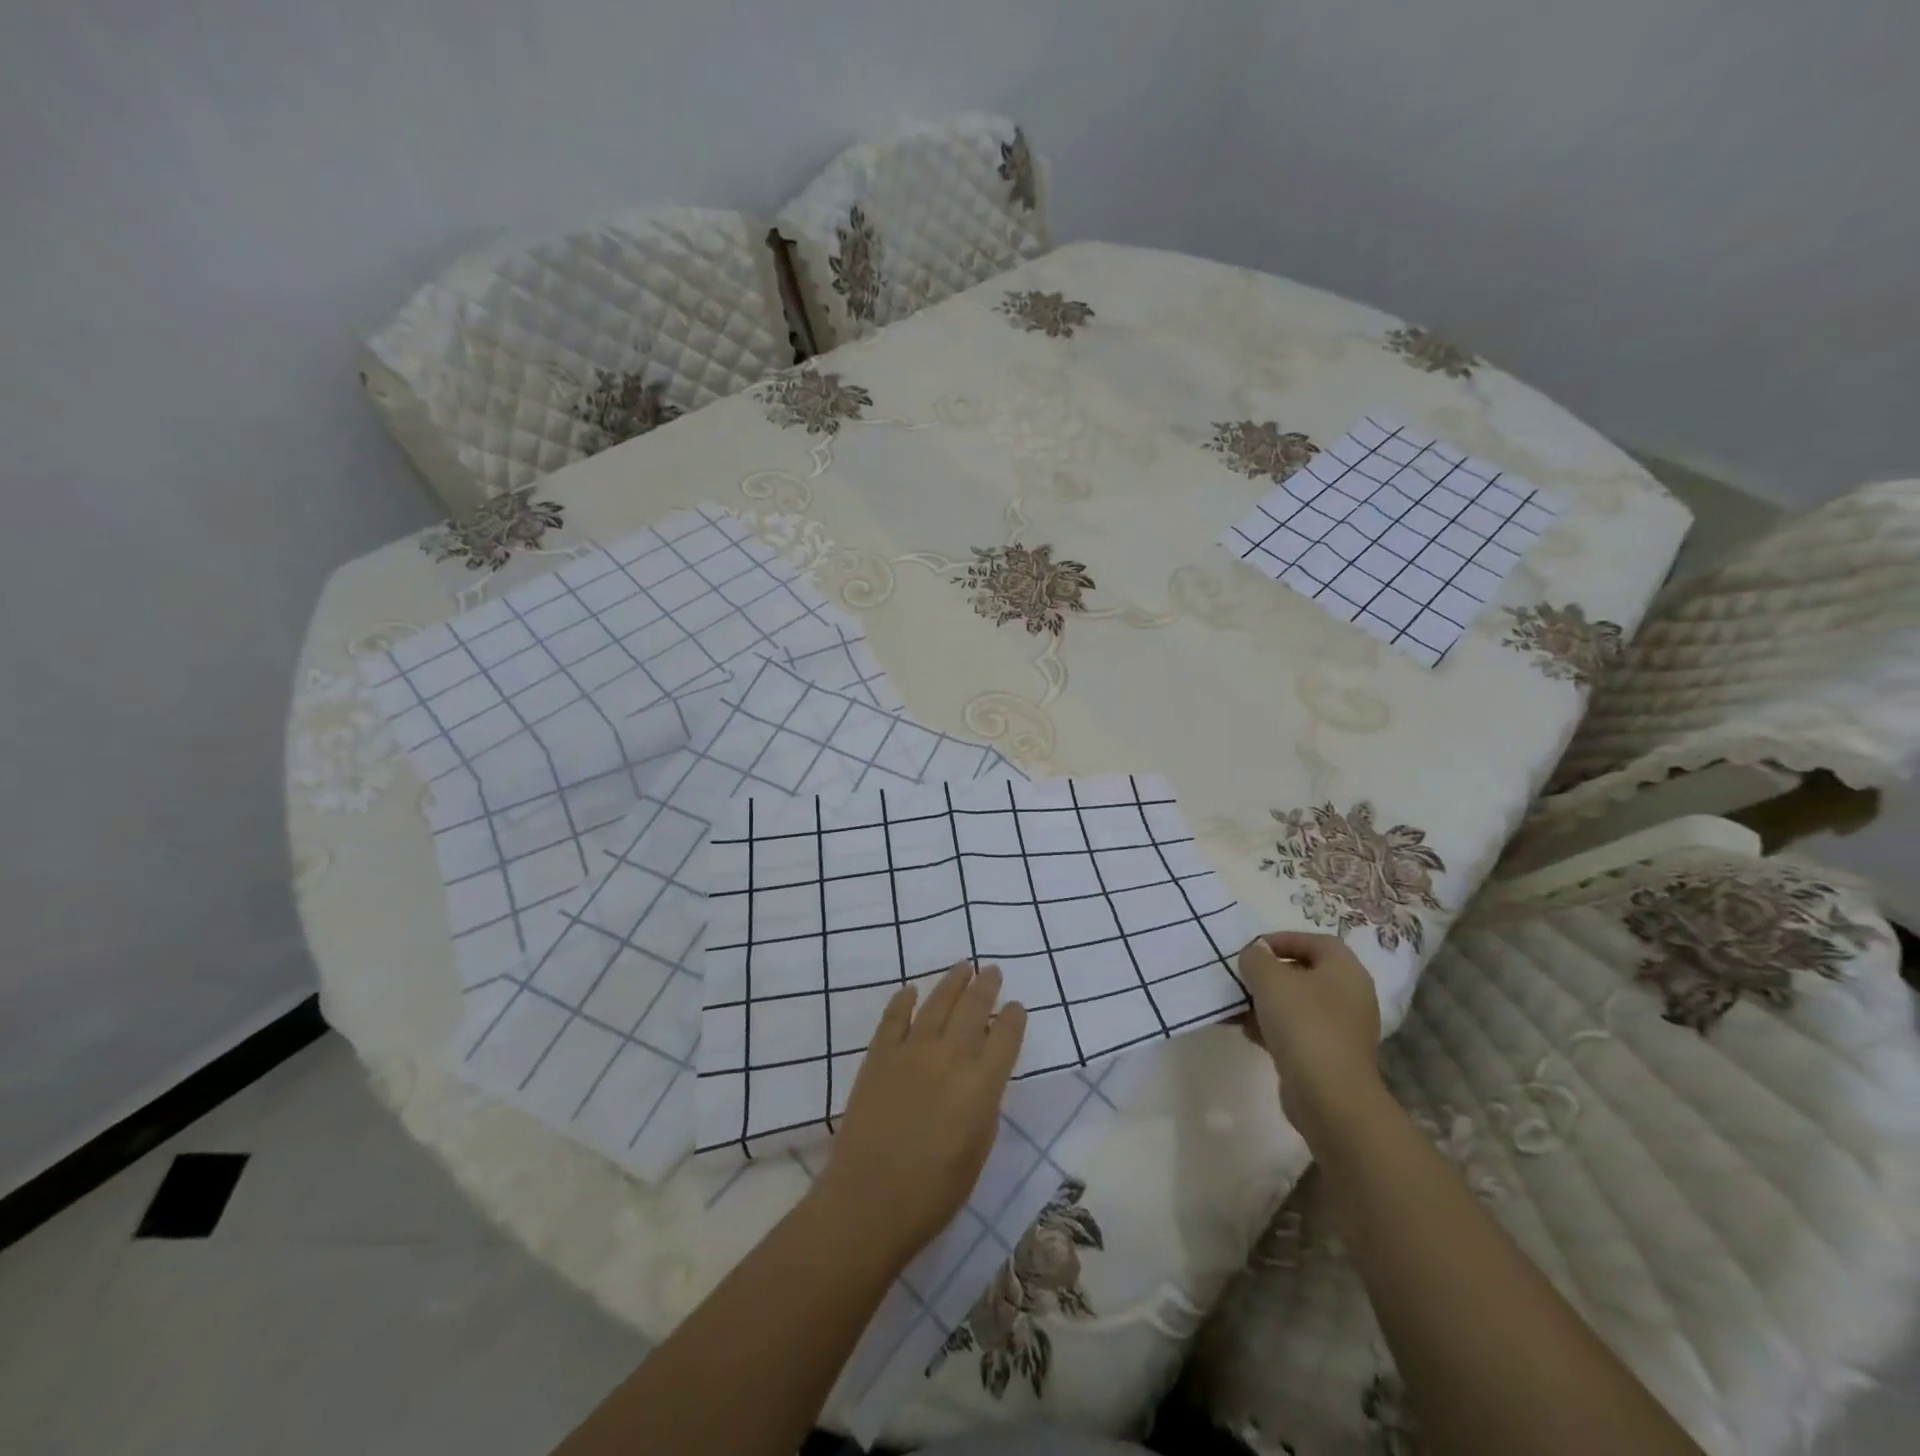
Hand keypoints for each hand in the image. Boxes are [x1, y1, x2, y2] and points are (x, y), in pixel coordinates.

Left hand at [813, 962, 1026, 1269]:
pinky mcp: (879, 1056)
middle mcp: (950, 1058)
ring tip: (963, 966)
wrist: (869, 1200)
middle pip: (973, 1009)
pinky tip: (911, 990)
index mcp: (981, 1086)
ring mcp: (911, 1052)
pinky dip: (903, 1000)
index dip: (1013, 1018)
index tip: (1016, 1007)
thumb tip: (982, 1075)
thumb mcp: (978, 1152)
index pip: (1005, 1037)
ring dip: (952, 982)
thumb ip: (984, 1106)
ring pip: (936, 1004)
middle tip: (992, 970)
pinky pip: (894, 1018)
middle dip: (986, 987)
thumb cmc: (933, 1192)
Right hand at [1238, 932, 1385, 1150]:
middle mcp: (1350, 996)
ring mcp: (1343, 1029)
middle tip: (1243, 976)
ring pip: (1298, 1004)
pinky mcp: (1330, 1056)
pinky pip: (1298, 1031)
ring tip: (1237, 1005)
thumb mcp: (1270, 979)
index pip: (1316, 942)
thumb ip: (1256, 958)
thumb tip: (1254, 956)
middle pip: (1306, 973)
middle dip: (1271, 973)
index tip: (1253, 949)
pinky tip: (1247, 1031)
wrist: (1328, 1096)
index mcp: (1345, 971)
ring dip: (1267, 1002)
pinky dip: (1273, 1027)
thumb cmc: (1303, 1024)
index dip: (1284, 939)